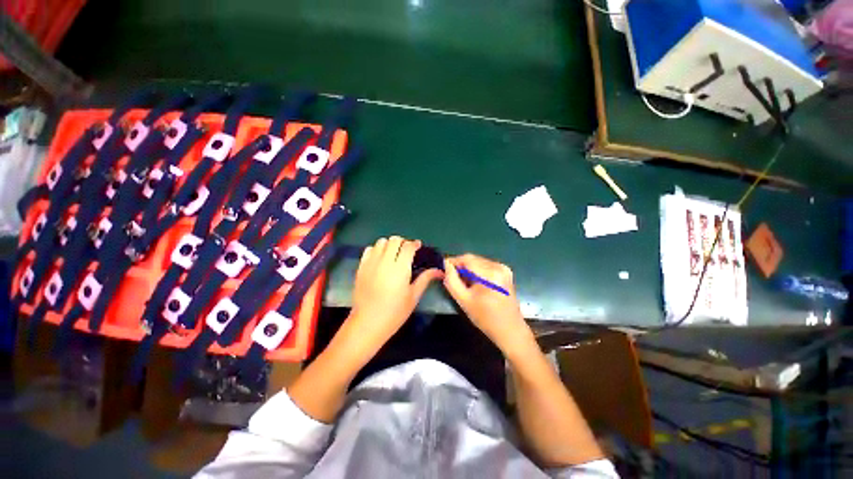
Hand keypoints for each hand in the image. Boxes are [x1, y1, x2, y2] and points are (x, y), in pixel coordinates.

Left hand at [345, 236, 443, 353]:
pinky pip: (369, 250)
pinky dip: (376, 250)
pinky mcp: (361, 267)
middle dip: (403, 242)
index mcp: (400, 269)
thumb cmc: (395, 312)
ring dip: (389, 244)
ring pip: (381, 242)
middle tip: (406, 251)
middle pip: (394, 240)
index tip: (418, 246)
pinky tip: (380, 259)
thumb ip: (425, 279)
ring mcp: (371, 263)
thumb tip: (439, 270)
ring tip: (393, 254)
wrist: (368, 323)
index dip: (415, 244)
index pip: (408, 246)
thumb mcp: (413, 296)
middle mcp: (385, 262)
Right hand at [444, 254, 530, 352]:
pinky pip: (486, 265)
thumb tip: (445, 265)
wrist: (510, 330)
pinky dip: (477, 271)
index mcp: (490, 274)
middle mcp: (499, 266)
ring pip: (478, 261)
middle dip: (461, 266)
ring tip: (464, 283)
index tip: (443, 268)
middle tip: (452, 278)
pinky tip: (475, 283)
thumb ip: (451, 280)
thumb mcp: (463, 300)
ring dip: (469, 269)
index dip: (453, 261)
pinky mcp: (506, 272)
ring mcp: (504, 268)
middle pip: (473, 259)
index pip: (466, 259)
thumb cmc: (485, 318)